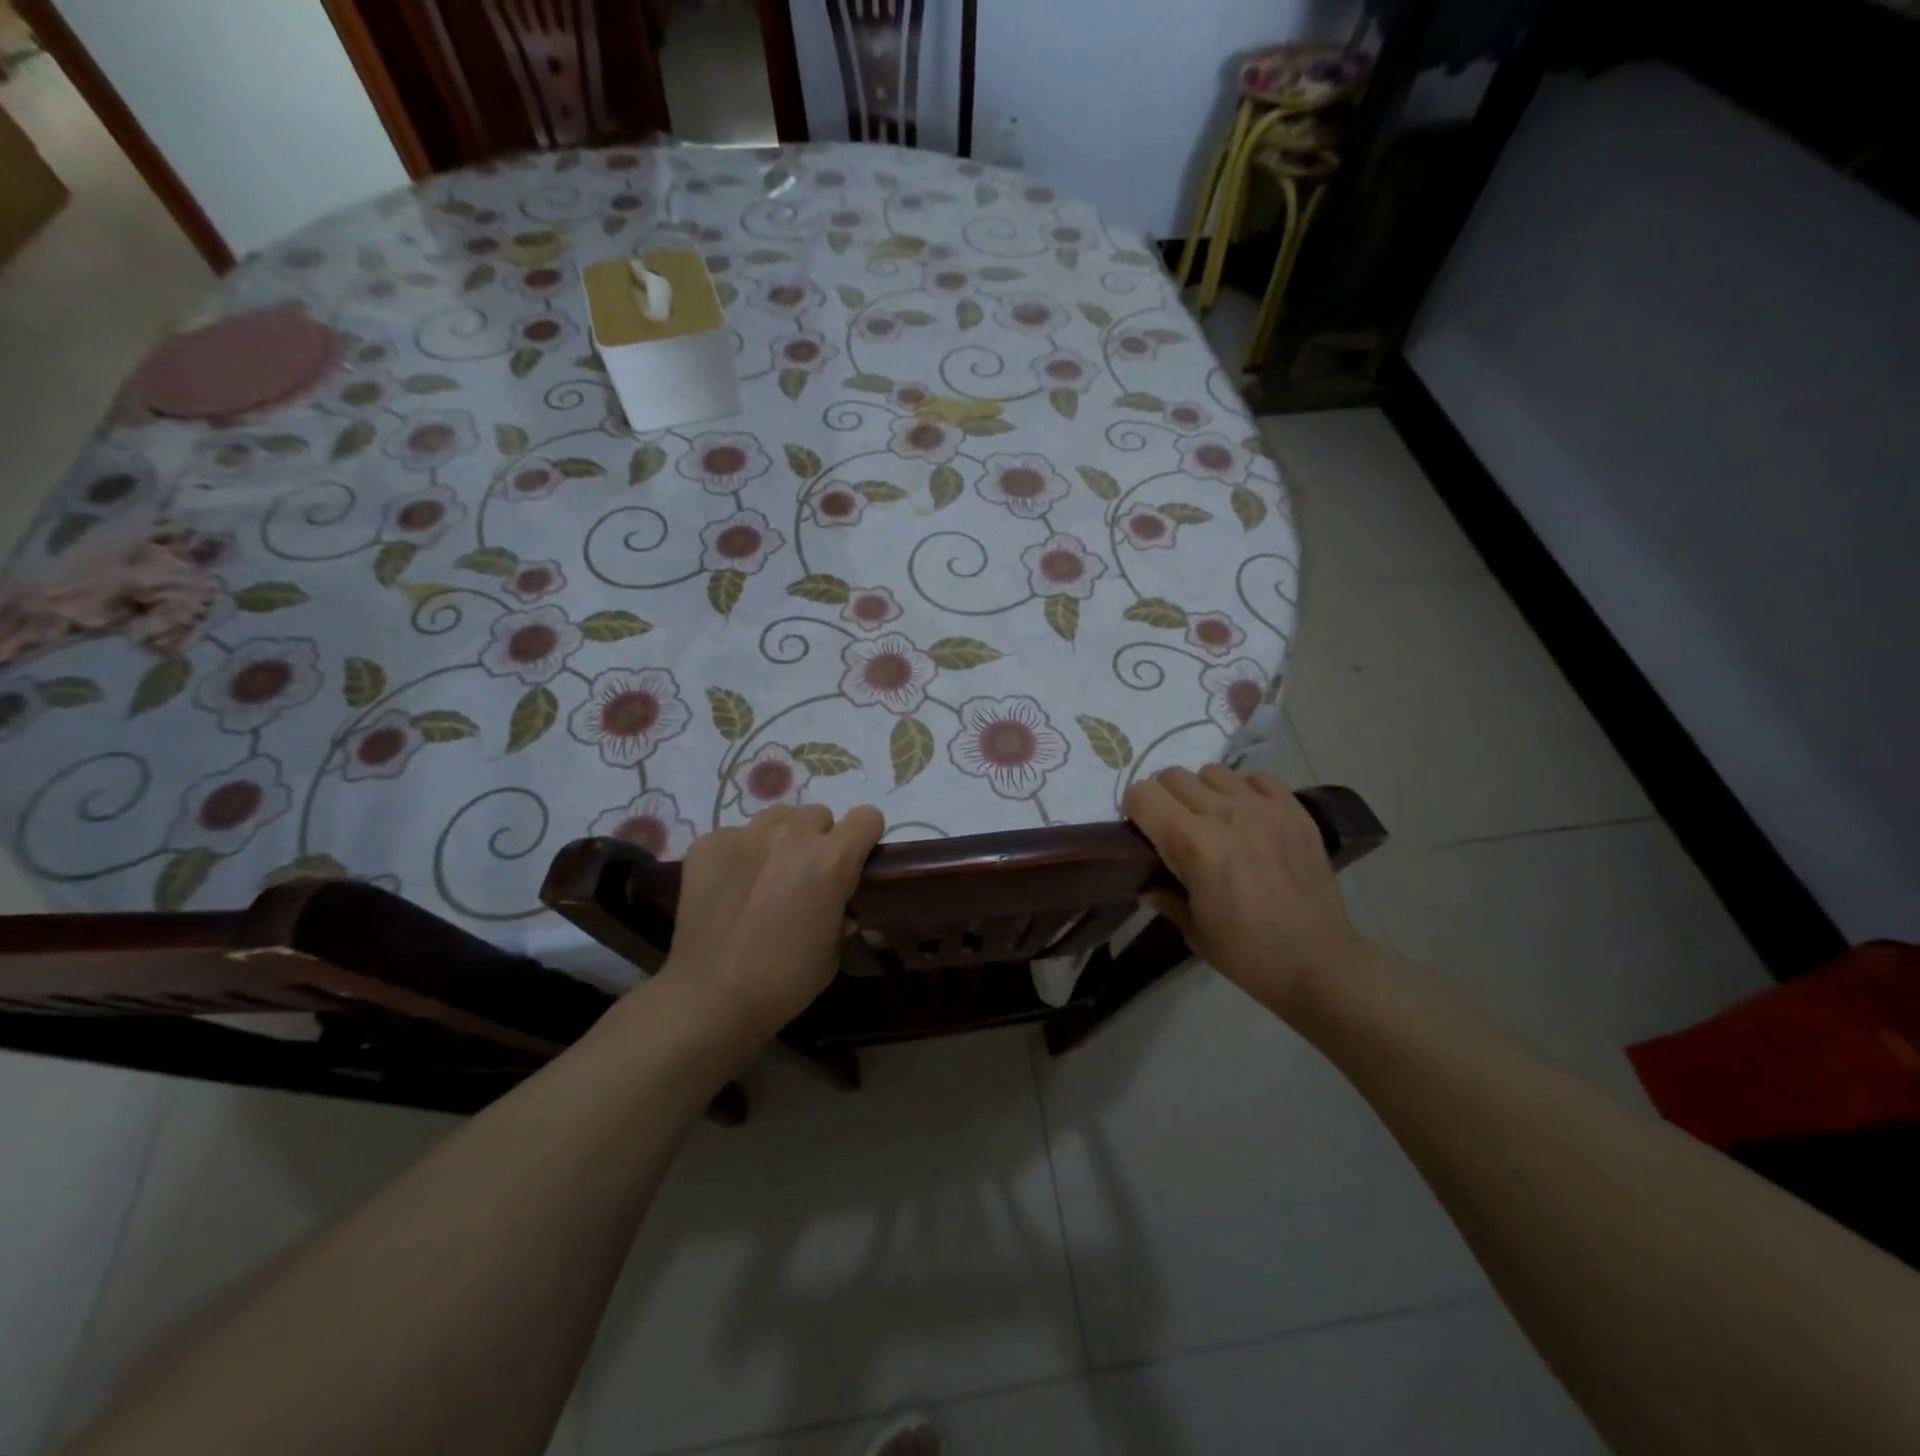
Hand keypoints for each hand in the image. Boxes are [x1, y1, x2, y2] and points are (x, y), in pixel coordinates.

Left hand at [654, 804, 884, 1044]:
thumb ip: (840, 914)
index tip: (855, 860)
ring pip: (777, 818)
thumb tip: (838, 907)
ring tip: (765, 876)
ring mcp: (746, 834)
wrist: (710, 997)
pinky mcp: (708, 843)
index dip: (864, 837)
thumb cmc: (785, 981)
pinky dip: (738, 855)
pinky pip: (735, 835)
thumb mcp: (833, 952)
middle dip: (819, 840)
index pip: (866, 817)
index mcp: (833, 859)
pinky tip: (729, 889)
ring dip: (780, 839)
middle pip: (818, 816)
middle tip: (804, 877)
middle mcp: (793, 835)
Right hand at [1123, 766, 1373, 1021]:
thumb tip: (1148, 886)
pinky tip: (1247, 815)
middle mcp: (1224, 813)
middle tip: (1172, 827)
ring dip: (1203, 791)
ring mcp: (1263, 807)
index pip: (1142, 794)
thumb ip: (1166, 897)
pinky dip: (1244, 789)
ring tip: (1212, 819)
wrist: (1319, 962)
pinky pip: (1256, 777)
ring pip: (1212, 772)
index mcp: (1192, 843)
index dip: (1134, 809)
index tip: (1140, 831)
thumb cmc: (1248, 953)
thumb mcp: (1193, 931)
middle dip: (1163, 797)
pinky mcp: (1293, 809)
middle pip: (1173, 776)